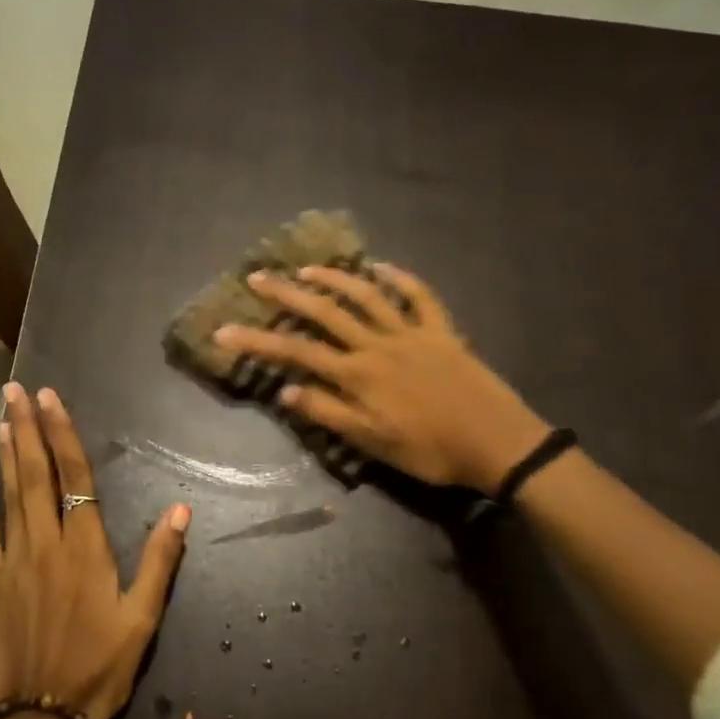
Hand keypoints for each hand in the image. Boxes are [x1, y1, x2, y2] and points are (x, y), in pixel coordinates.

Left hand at [0, 383, 190, 718]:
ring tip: (3, 418)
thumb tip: (182, 508)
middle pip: (36, 475)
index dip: (63, 435)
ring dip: (5, 454)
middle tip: (16, 391)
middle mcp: (47, 544)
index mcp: (86, 549)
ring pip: (8, 495)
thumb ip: (160, 561)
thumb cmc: (99, 668)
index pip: (75, 477)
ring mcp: (14, 562)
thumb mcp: (142, 619)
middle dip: (28, 429)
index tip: (51, 400)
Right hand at [215, 265, 548, 493]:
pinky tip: (382, 266)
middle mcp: (378, 345)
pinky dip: (401, 278)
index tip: (223, 330)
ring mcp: (411, 333)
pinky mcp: (441, 331)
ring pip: (367, 296)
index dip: (258, 340)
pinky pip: (420, 297)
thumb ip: (329, 414)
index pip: (297, 352)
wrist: (496, 443)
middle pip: (325, 312)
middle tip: (258, 276)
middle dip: (288, 293)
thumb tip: (285, 391)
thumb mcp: (372, 444)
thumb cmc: (430, 451)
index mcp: (358, 375)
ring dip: (335, 279)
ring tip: (307, 267)